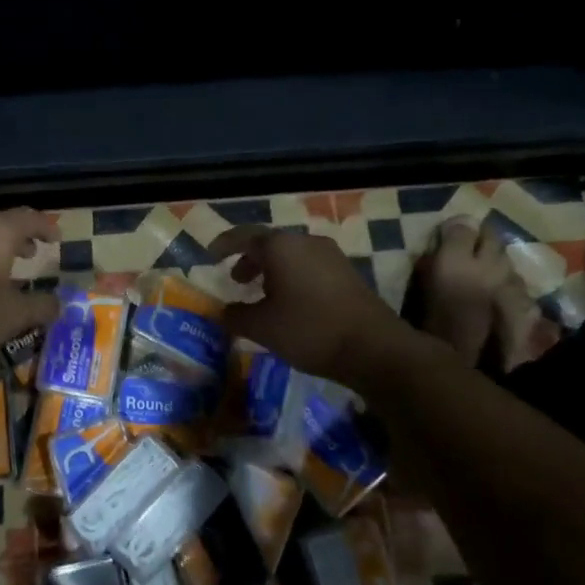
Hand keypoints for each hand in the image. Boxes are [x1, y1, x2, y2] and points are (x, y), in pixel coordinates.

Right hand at [208, 224, 422, 393]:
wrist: (373, 348)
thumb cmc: (309, 330)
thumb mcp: (262, 327)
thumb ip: (236, 315)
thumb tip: (222, 312)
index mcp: (280, 246)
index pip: (244, 236)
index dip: (224, 245)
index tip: (210, 256)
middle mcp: (305, 242)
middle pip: (270, 243)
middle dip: (250, 259)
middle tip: (236, 279)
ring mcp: (331, 255)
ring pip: (292, 254)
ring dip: (272, 269)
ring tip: (261, 293)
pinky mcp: (347, 273)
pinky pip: (309, 266)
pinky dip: (292, 276)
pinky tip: (290, 302)